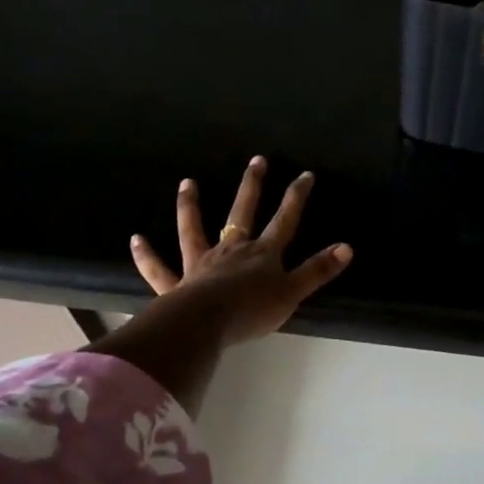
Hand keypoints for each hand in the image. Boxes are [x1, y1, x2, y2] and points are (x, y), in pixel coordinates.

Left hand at [130, 157, 352, 345]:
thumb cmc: (252, 310)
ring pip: (194, 230)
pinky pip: (159, 268)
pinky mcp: (176, 284)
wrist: (207, 323)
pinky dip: (147, 255)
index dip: (296, 198)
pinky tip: (136, 239)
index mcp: (262, 254)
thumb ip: (317, 271)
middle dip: (252, 187)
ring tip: (187, 182)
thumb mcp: (292, 292)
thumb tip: (347, 248)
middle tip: (256, 160)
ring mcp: (200, 264)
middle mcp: (231, 251)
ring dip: (191, 206)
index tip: (305, 174)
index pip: (284, 220)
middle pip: (242, 213)